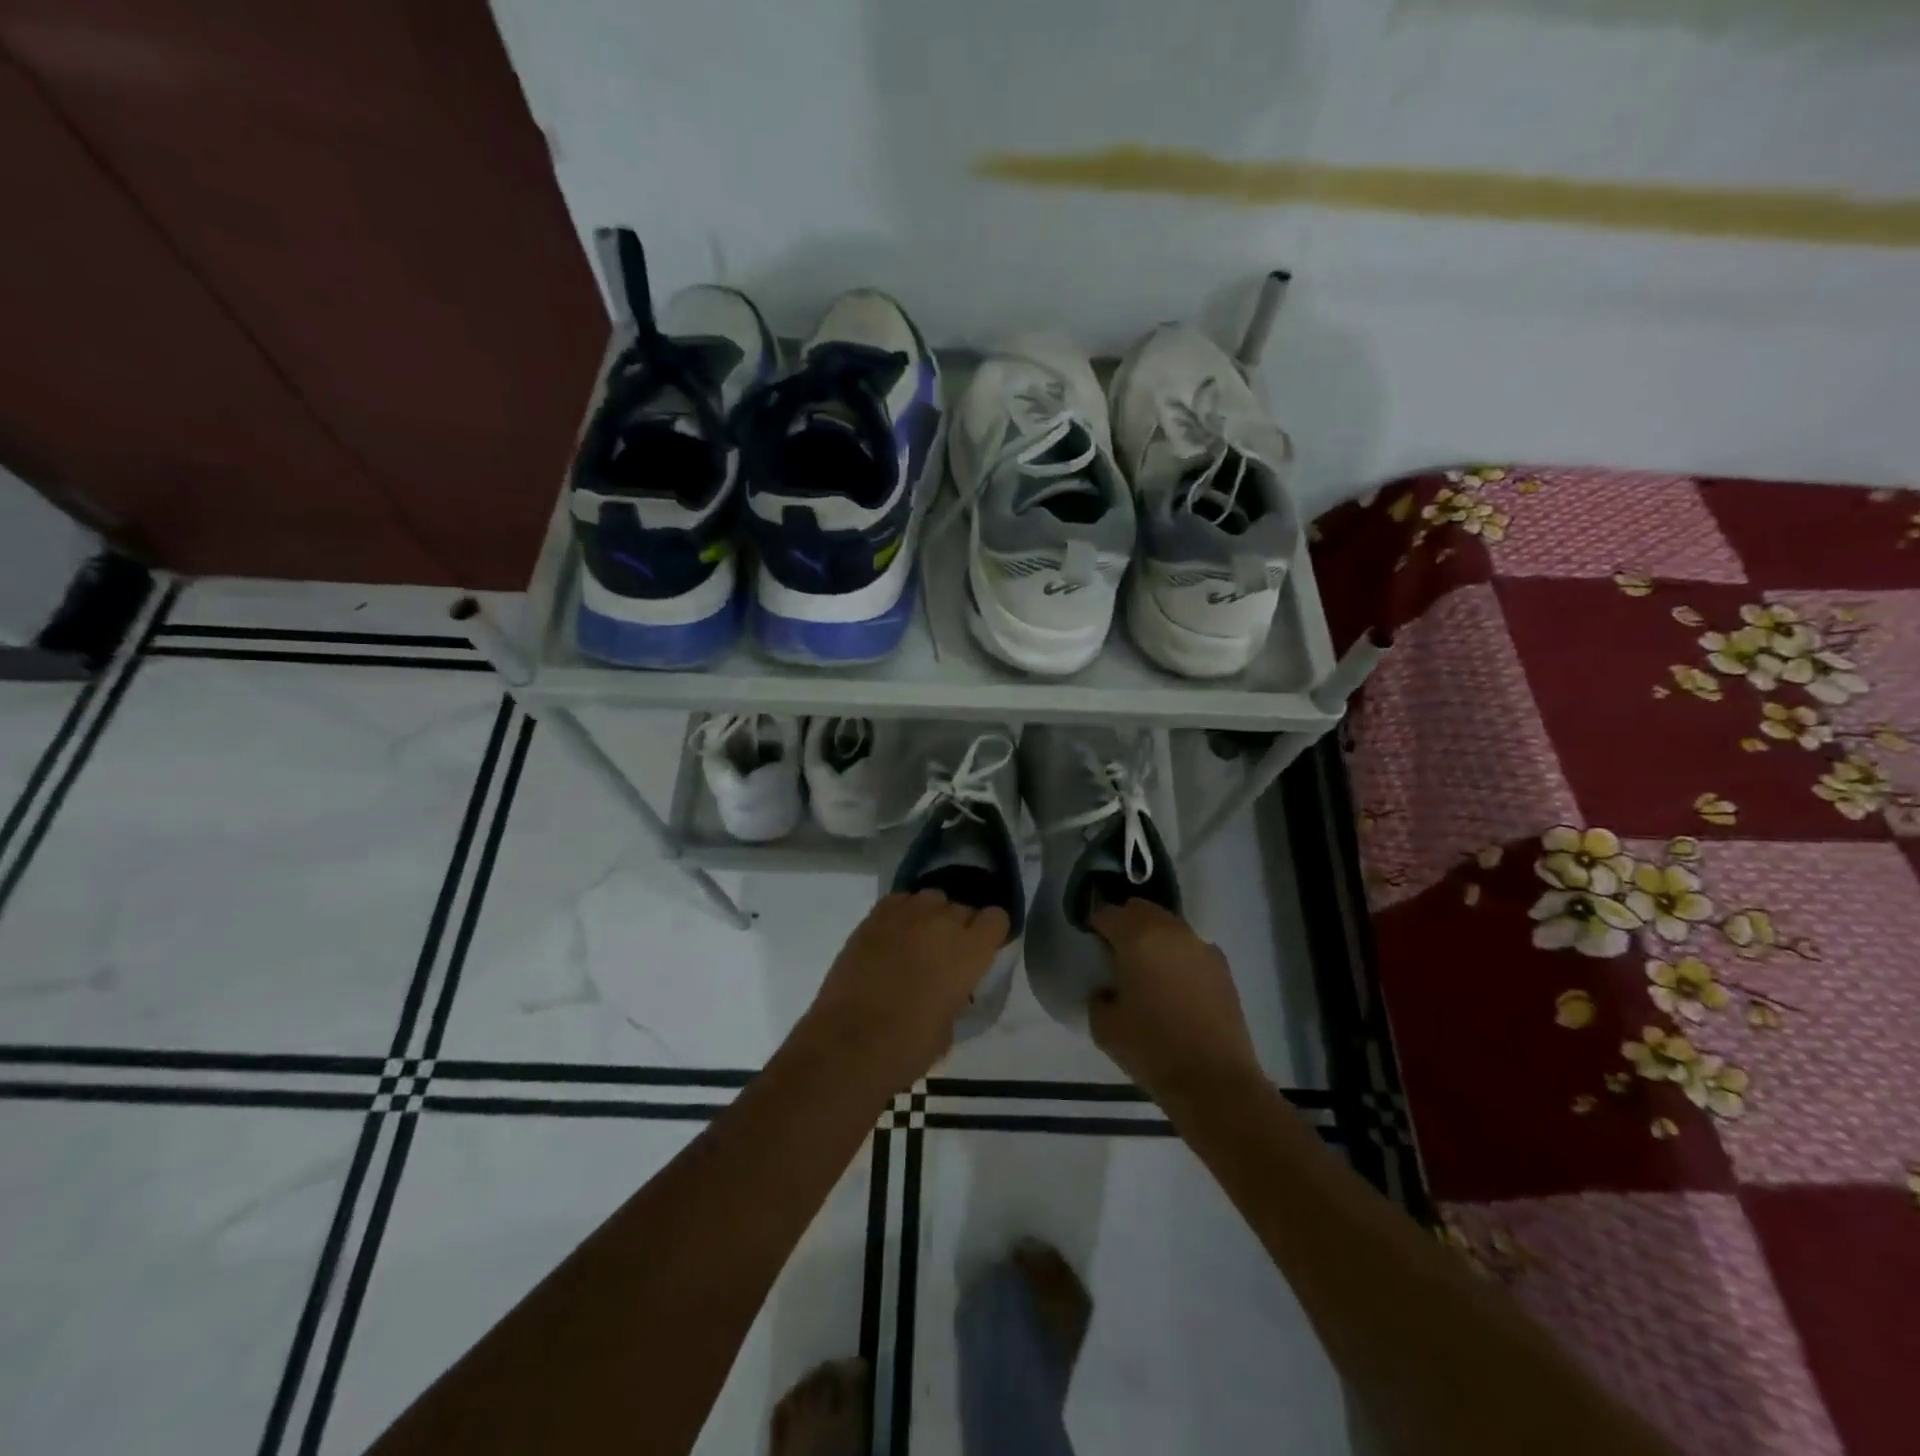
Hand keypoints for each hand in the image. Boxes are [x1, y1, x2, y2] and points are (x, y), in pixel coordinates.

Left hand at [801, 890, 1009, 1093]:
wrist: (848, 1044)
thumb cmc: (906, 1047)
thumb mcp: (949, 1027)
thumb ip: (956, 995)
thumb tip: (948, 989)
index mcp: (970, 952)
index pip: (996, 918)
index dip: (991, 933)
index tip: (984, 949)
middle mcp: (942, 923)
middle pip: (962, 907)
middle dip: (960, 927)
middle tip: (947, 954)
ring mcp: (906, 915)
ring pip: (931, 898)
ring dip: (932, 916)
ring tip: (919, 941)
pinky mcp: (874, 917)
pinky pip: (899, 901)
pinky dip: (902, 914)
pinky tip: (894, 936)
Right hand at [1088, 899, 1261, 1103]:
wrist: (1215, 1082)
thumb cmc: (1152, 1049)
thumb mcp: (1105, 1027)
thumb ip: (1099, 997)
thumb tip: (1107, 990)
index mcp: (1138, 938)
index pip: (1108, 914)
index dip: (1095, 925)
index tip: (1090, 943)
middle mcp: (1171, 931)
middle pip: (1141, 910)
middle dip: (1125, 923)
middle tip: (1115, 951)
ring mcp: (1201, 947)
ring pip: (1169, 926)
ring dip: (1153, 937)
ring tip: (1146, 968)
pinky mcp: (1222, 968)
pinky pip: (1191, 948)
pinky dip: (1178, 956)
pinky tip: (1174, 985)